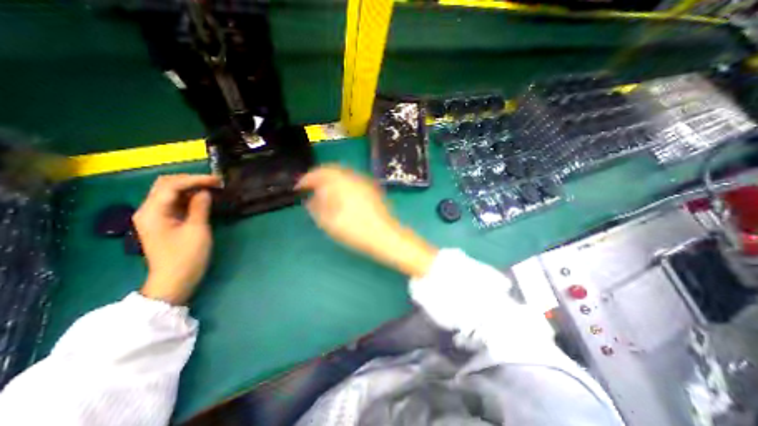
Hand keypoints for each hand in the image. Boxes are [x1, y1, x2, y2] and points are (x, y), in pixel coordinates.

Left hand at [133, 174, 221, 305]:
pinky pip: (174, 202)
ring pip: (170, 192)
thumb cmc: (187, 256)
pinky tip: (203, 198)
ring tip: (212, 188)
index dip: (196, 180)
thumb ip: (200, 207)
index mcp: (153, 212)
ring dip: (190, 187)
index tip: (218, 181)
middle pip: (166, 185)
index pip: (172, 186)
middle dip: (191, 180)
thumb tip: (205, 191)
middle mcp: (148, 210)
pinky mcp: (163, 222)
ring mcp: (155, 216)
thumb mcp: (197, 230)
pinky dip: (189, 197)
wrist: (175, 280)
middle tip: (215, 183)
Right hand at [298, 165, 438, 277]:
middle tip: (310, 188)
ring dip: (331, 181)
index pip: (320, 173)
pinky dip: (342, 185)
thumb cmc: (355, 230)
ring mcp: (365, 182)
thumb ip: (316, 207)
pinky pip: (352, 181)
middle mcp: (353, 177)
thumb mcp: (329, 222)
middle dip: (319, 178)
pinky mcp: (372, 189)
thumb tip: (311, 198)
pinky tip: (341, 196)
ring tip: (323, 193)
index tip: (299, 187)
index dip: (307, 179)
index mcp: (341, 182)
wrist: (385, 236)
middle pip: (332, 170)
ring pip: (343, 175)